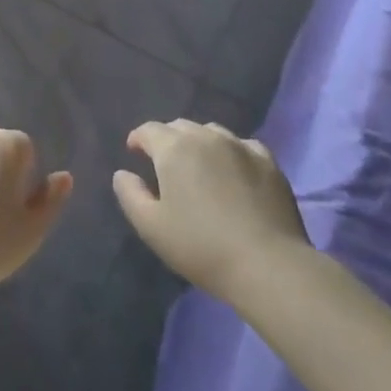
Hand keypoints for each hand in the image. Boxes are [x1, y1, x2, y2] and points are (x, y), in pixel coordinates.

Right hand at [112, 120, 309, 303]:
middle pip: (180, 126)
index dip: (138, 139)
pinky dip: (232, 152)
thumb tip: (122, 173)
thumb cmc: (200, 246)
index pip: (149, 130)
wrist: (266, 264)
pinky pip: (243, 145)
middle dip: (167, 139)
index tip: (134, 152)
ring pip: (212, 132)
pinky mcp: (268, 161)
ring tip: (199, 165)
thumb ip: (130, 194)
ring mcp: (240, 146)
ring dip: (199, 142)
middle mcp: (206, 137)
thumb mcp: (151, 226)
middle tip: (165, 164)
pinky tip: (234, 170)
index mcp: (174, 149)